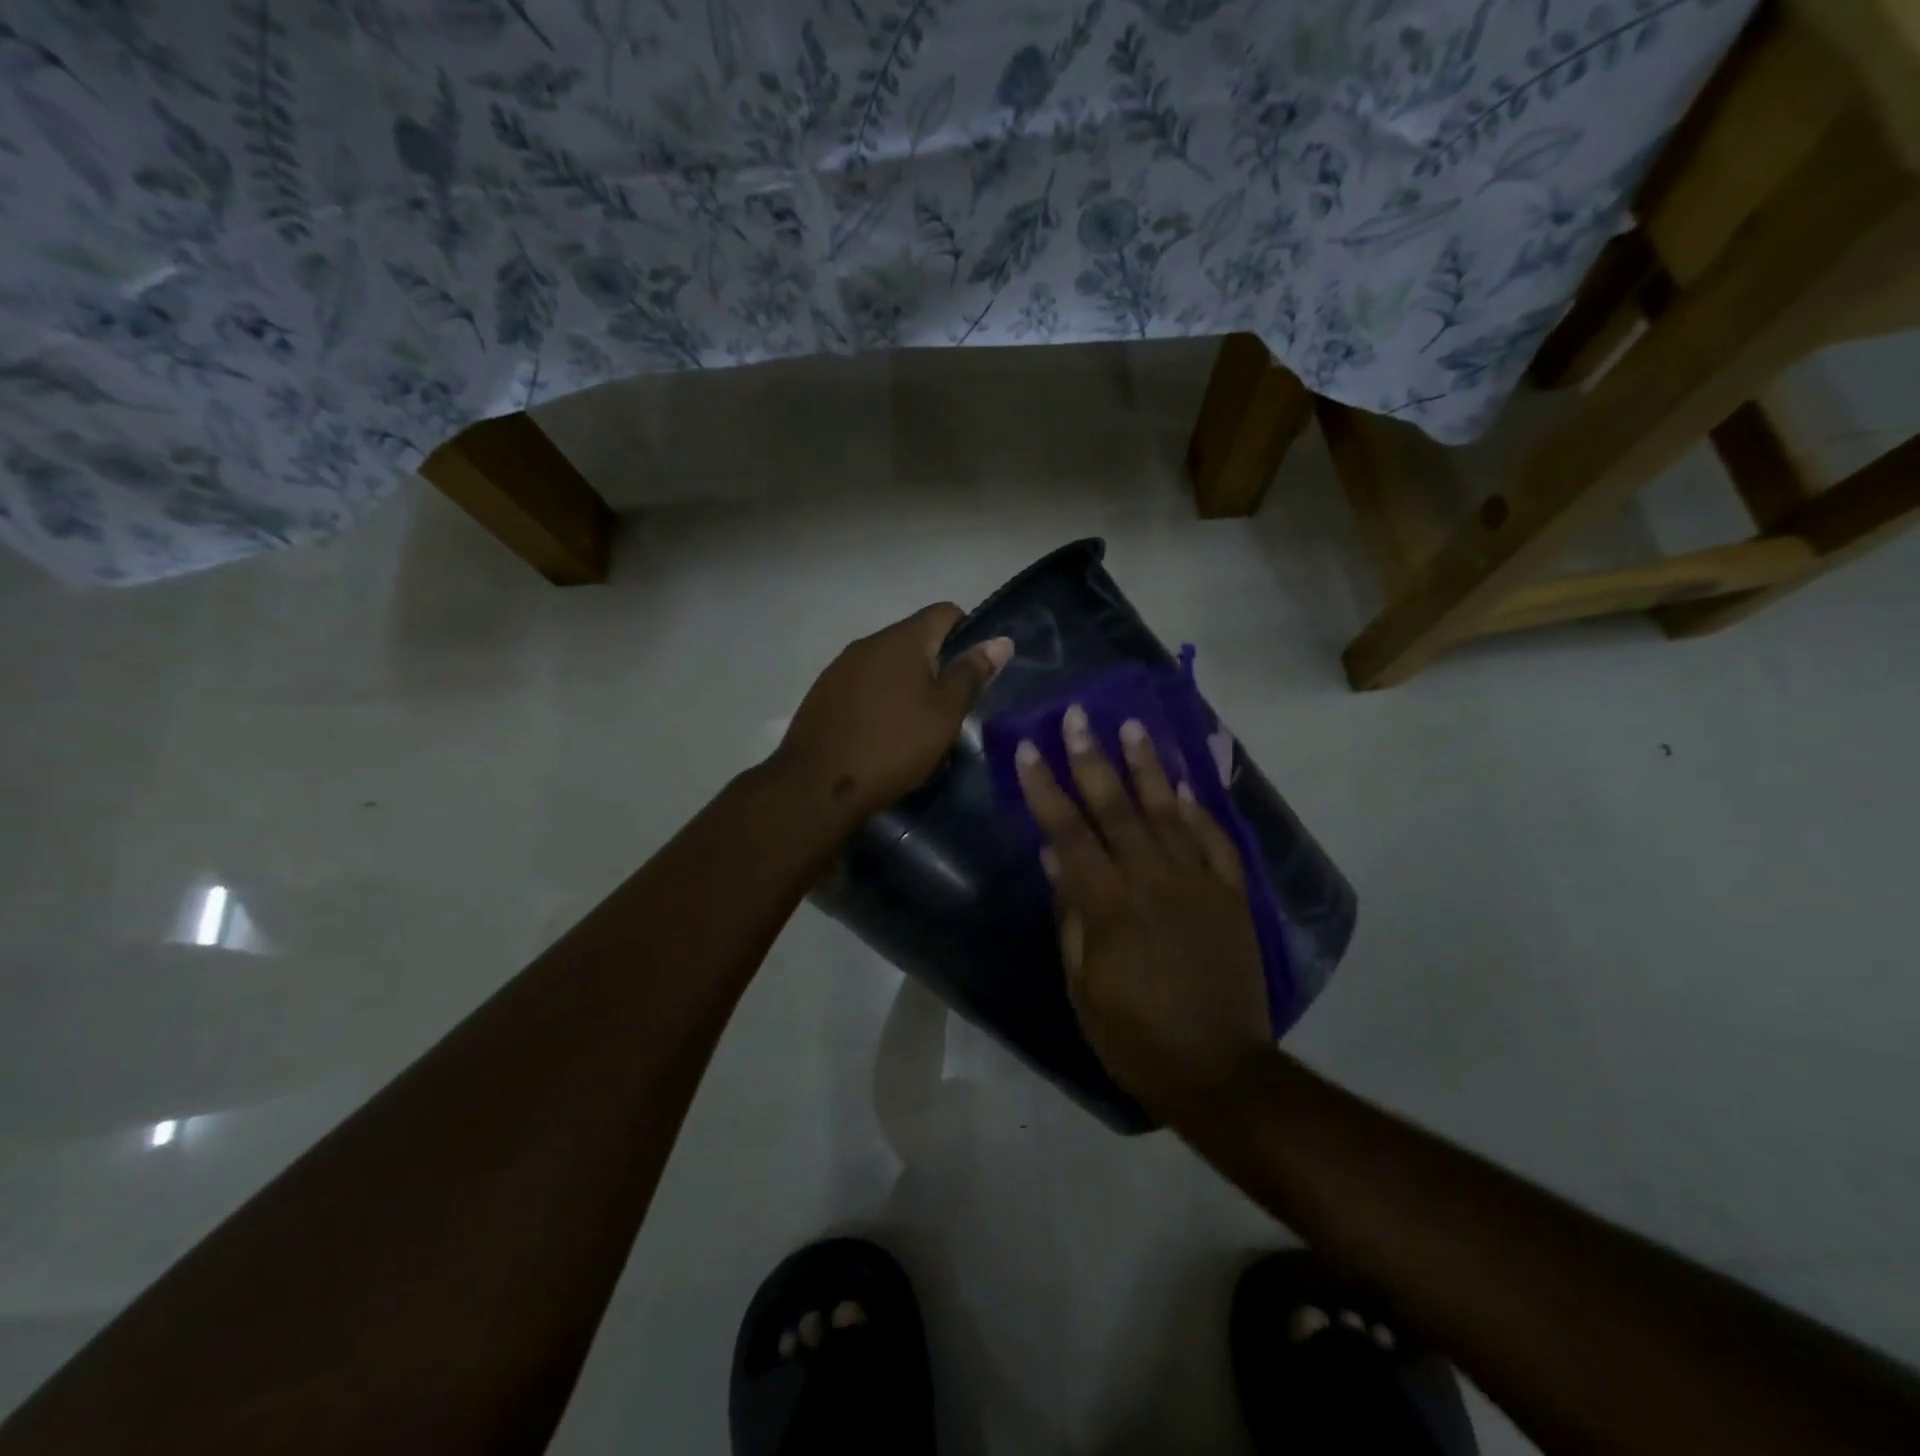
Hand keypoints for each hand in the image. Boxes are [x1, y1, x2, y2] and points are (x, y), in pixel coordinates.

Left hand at [774, 604, 1012, 823]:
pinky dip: (879, 699)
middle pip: (914, 638)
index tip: (973, 673)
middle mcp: (868, 642)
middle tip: (949, 708)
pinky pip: (862, 685)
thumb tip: (1000, 641)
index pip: (945, 613)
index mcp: (902, 639)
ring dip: (906, 683)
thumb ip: (971, 674)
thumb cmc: (893, 746)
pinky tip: (881, 733)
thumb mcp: (944, 714)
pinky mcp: (823, 693)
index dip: (967, 634)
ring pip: (887, 664)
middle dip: (936, 665)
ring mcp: (840, 667)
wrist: (817, 785)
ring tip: (915, 725)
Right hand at [1016, 707, 1272, 1123]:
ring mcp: (1198, 884)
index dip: (1045, 789)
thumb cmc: (1134, 1036)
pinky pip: (1215, 841)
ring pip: (1168, 812)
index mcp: (1109, 905)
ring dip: (1148, 767)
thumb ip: (1070, 915)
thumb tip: (1053, 858)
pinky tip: (1186, 783)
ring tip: (1132, 727)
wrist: (1218, 1069)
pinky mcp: (1231, 896)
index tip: (1028, 750)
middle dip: (1092, 758)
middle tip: (1079, 715)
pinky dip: (1200, 809)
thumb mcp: (1083, 985)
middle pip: (1117, 808)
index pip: (1069, 832)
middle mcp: (1153, 881)